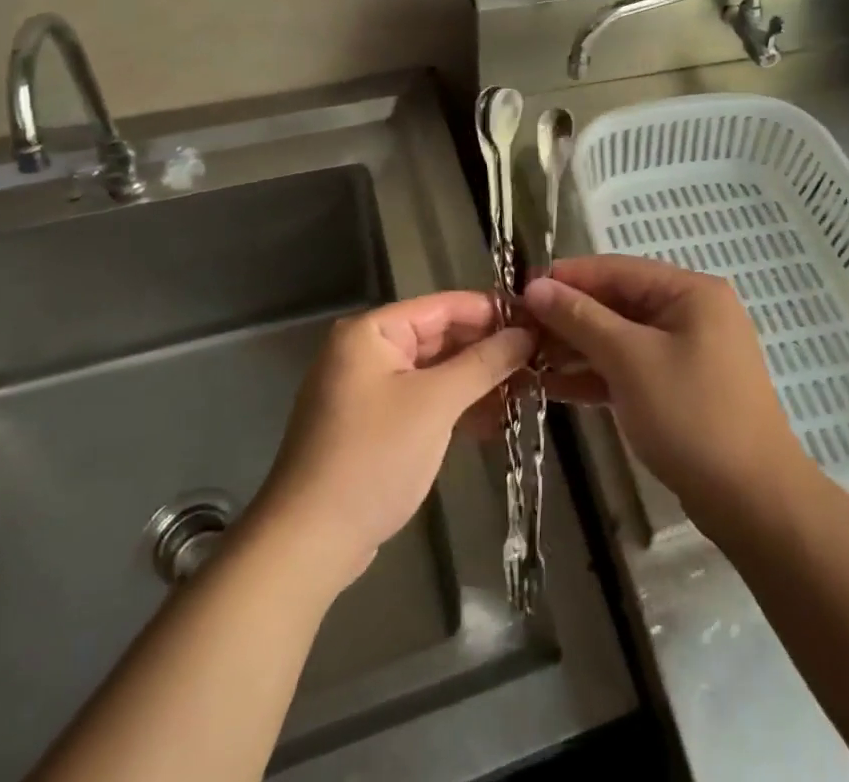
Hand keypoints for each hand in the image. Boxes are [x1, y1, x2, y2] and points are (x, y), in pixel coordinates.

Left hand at [252, 292, 532, 589]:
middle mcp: (367, 351)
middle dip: (488, 350)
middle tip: (539, 360)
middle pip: (440, 337)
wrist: (309, 542)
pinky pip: (424, 400)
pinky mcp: (374, 425)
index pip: (443, 305)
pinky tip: (495, 421)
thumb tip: (527, 333)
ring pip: (435, 372)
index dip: (492, 312)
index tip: (538, 321)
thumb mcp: (435, 404)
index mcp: (372, 331)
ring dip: (477, 381)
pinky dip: (456, 407)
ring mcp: (369, 390)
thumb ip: (483, 362)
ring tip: (528, 390)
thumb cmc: (373, 458)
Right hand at [523, 255, 810, 532]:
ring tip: (526, 358)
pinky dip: (597, 375)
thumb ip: (580, 319)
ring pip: (621, 338)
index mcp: (689, 291)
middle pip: (617, 303)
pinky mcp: (680, 388)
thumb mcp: (630, 360)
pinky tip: (553, 386)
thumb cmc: (691, 415)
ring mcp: (687, 352)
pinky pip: (630, 368)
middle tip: (517, 329)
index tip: (518, 289)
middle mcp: (690, 312)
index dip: (566, 277)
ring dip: (577, 347)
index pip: (616, 270)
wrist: (753, 502)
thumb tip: (535, 286)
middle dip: (568, 316)